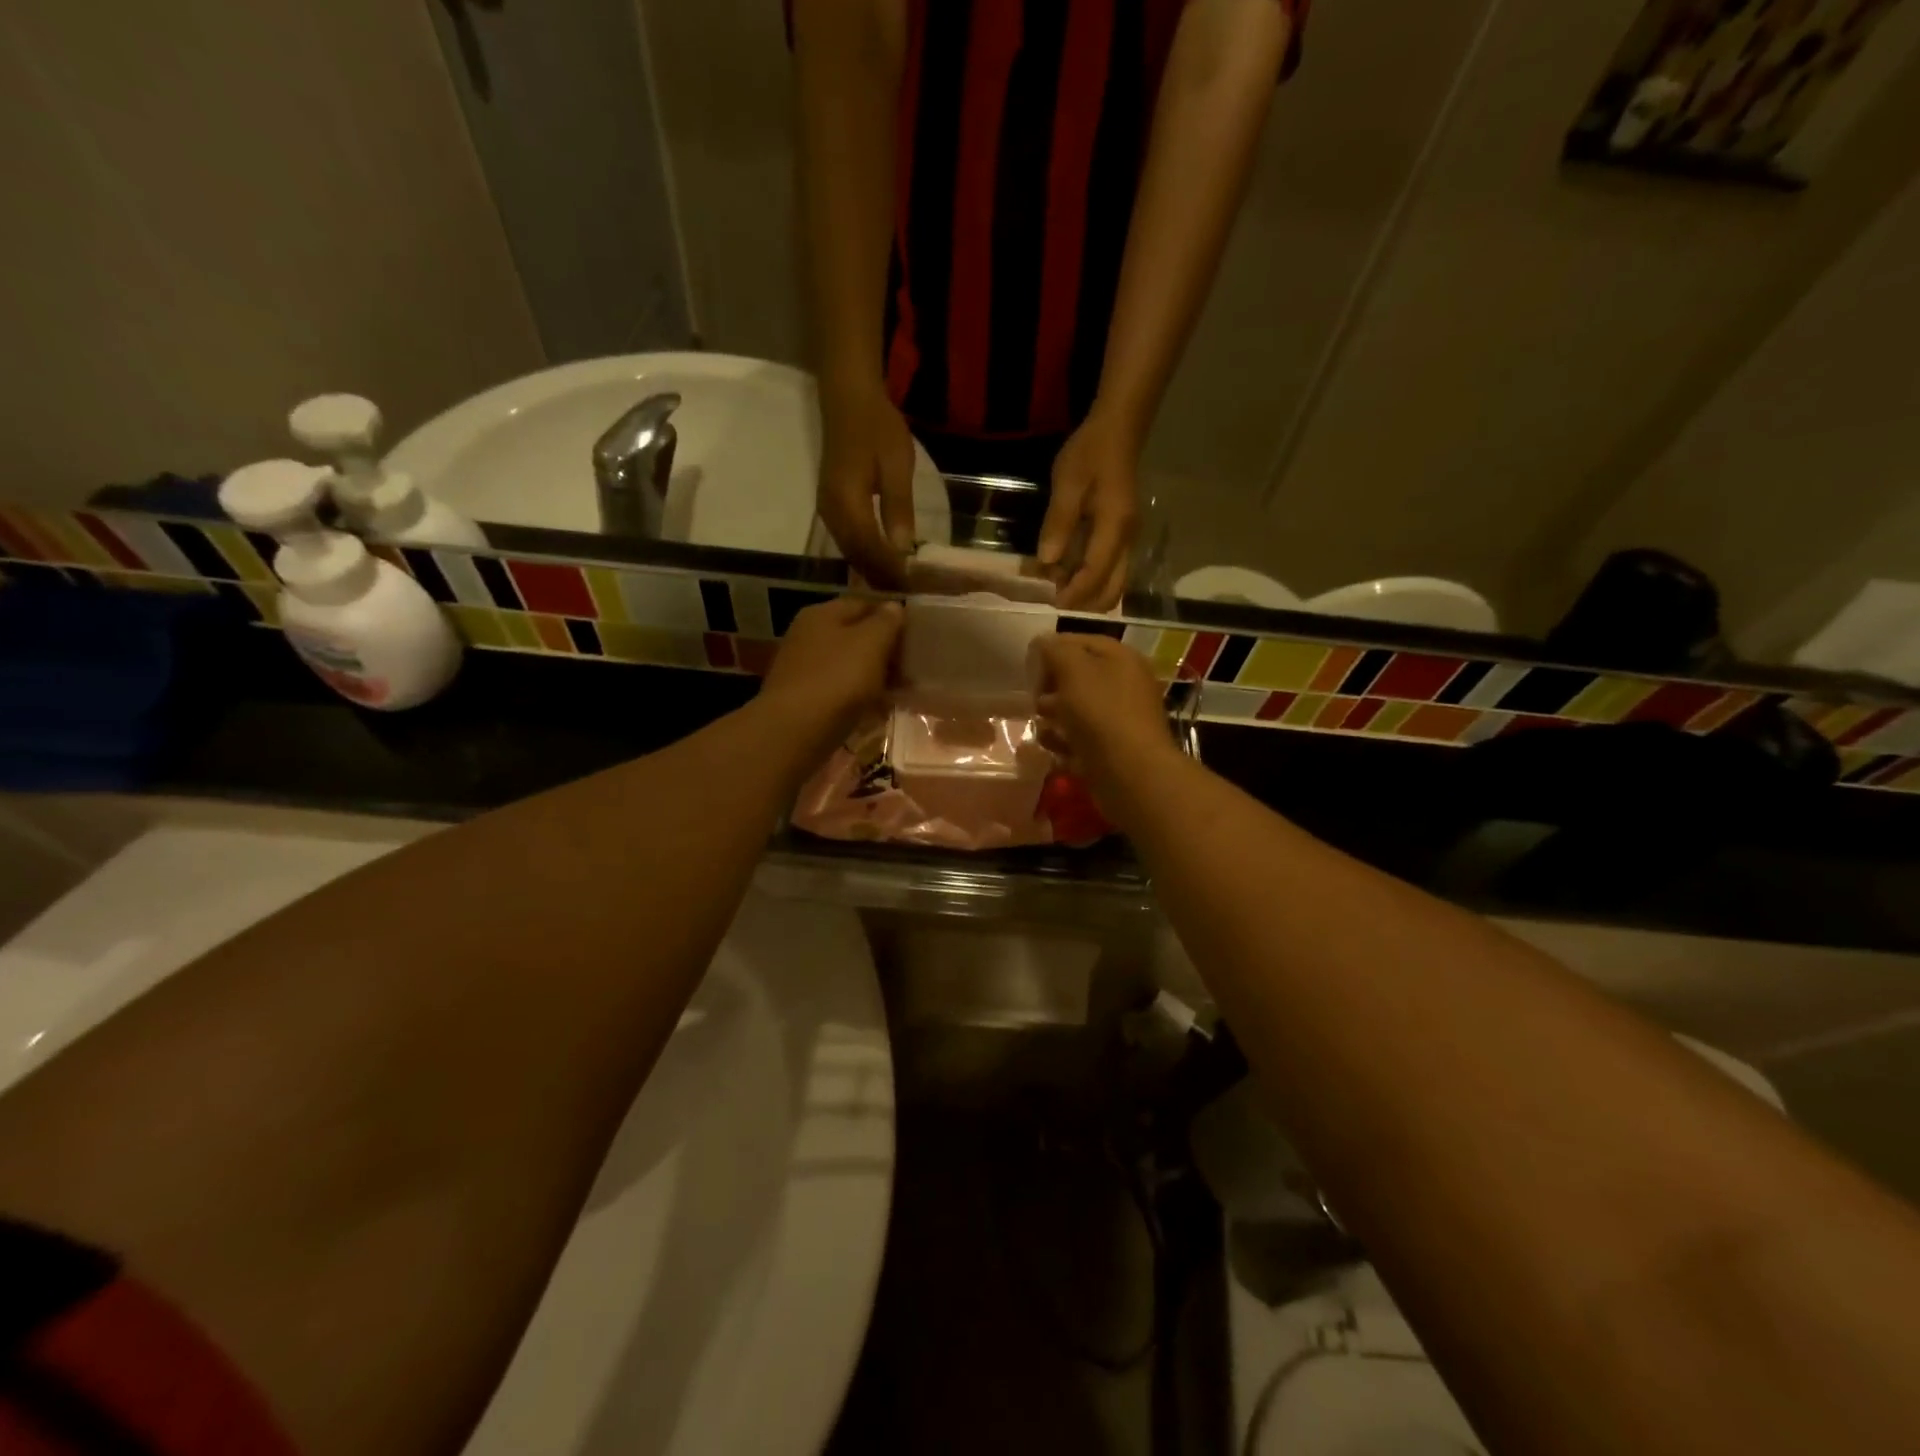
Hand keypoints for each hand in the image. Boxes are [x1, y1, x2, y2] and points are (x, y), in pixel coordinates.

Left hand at [759, 596, 904, 753]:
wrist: (795, 731)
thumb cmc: (838, 679)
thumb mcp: (871, 643)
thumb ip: (886, 622)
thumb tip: (894, 607)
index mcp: (822, 614)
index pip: (864, 604)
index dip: (891, 617)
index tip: (915, 637)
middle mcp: (808, 635)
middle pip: (854, 636)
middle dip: (883, 650)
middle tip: (910, 667)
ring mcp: (803, 667)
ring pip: (847, 665)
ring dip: (872, 675)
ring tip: (898, 691)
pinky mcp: (803, 697)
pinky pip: (838, 690)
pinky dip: (857, 697)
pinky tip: (875, 710)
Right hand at [817, 382, 916, 589]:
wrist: (848, 397)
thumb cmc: (877, 426)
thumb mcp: (897, 466)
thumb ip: (898, 509)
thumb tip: (903, 549)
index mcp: (846, 503)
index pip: (870, 549)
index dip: (891, 570)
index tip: (914, 586)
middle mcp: (831, 513)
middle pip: (856, 557)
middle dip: (882, 576)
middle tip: (910, 592)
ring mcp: (827, 511)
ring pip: (850, 552)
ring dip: (874, 569)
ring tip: (900, 583)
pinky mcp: (831, 507)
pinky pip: (848, 541)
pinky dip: (866, 556)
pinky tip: (884, 562)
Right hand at [1028, 634, 1179, 814]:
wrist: (1130, 773)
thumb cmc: (1101, 713)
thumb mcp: (1074, 670)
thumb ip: (1055, 650)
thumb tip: (1042, 642)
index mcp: (1122, 659)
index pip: (1083, 642)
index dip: (1054, 649)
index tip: (1030, 664)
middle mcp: (1125, 685)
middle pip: (1079, 678)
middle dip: (1051, 688)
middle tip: (1035, 700)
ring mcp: (1119, 720)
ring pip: (1077, 711)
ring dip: (1054, 718)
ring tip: (1043, 728)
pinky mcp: (1111, 750)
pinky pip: (1080, 740)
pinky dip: (1064, 743)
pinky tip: (1055, 750)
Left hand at [1040, 406, 1141, 610]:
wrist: (1118, 430)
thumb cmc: (1090, 453)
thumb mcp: (1068, 484)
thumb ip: (1059, 523)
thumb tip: (1047, 561)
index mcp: (1114, 528)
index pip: (1096, 574)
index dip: (1074, 593)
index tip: (1051, 603)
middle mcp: (1127, 540)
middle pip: (1112, 590)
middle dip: (1084, 601)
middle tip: (1054, 597)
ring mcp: (1128, 539)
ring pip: (1114, 583)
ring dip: (1088, 592)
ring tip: (1057, 583)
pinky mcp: (1122, 536)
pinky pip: (1111, 571)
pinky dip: (1092, 579)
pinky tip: (1068, 570)